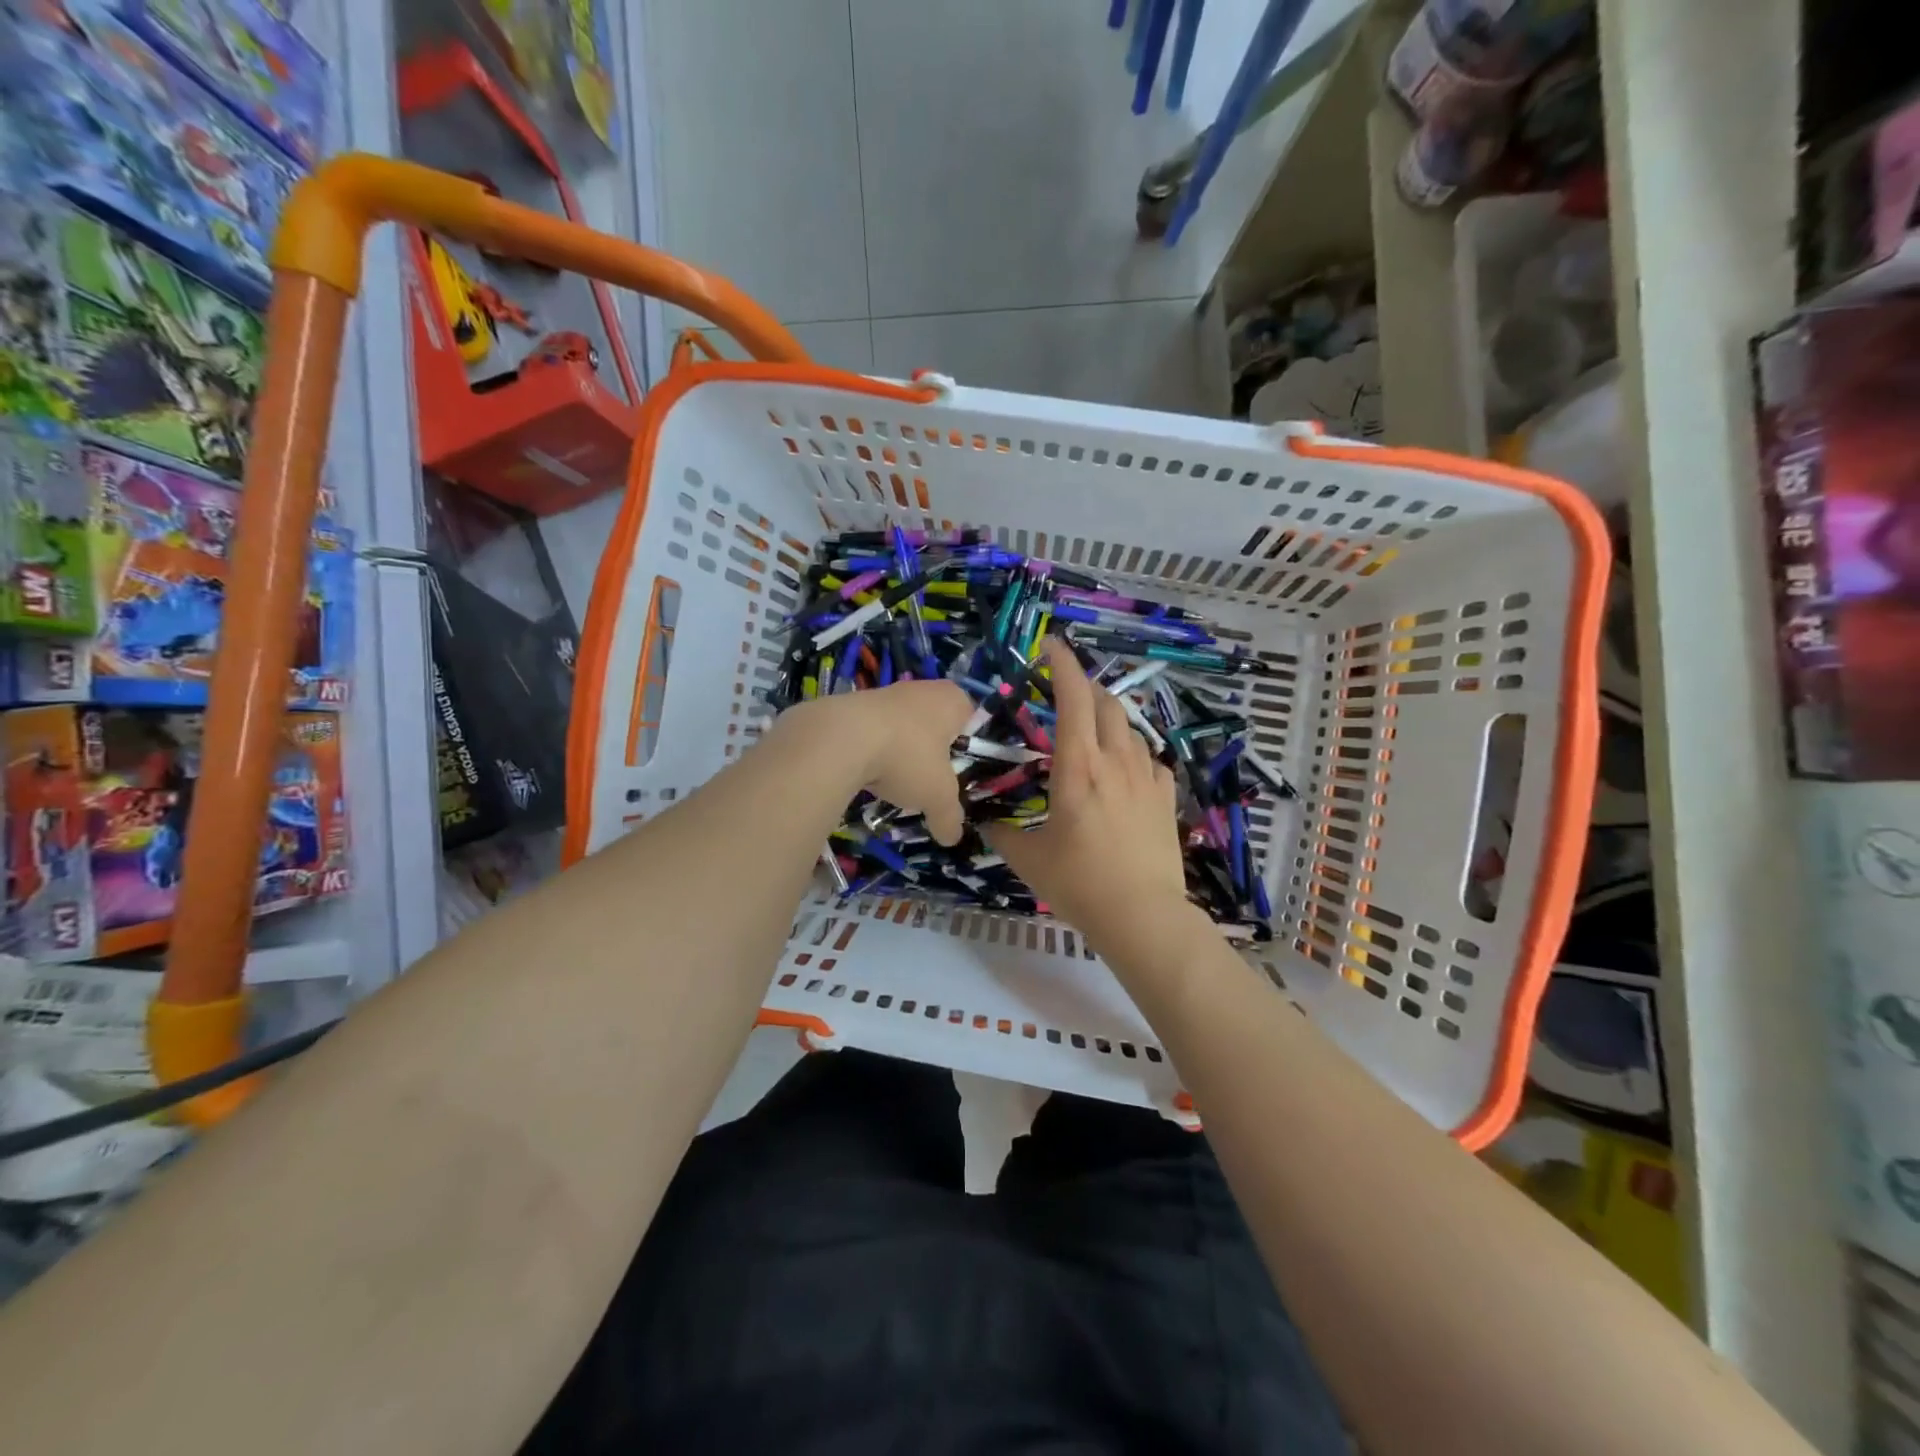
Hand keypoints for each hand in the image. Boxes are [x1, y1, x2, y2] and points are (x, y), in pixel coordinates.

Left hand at [778, 680, 972, 844]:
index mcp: (953, 700)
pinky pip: (872, 731)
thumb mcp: (937, 796)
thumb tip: (953, 838)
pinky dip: (871, 750)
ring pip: (902, 727)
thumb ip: (949, 817)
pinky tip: (866, 773)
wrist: (841, 739)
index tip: (957, 772)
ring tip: (894, 781)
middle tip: (928, 781)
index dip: (966, 747)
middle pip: (934, 724)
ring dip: (899, 752)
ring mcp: (885, 692)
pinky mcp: (853, 704)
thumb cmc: (907, 757)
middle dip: (930, 752)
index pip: (971, 720)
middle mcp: (922, 689)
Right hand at [985, 639, 1188, 952]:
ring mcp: (1146, 778)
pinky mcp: (1166, 798)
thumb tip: (982, 825)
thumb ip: (1002, 835)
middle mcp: (1116, 761)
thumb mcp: (1029, 860)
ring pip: (1131, 729)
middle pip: (1107, 704)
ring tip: (1094, 731)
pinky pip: (1151, 760)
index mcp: (1078, 767)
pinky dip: (1134, 753)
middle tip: (1067, 694)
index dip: (1063, 666)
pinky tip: (1126, 769)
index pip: (1073, 699)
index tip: (1051, 646)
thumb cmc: (1080, 884)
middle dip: (1086, 688)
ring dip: (1110, 719)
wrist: (1142, 915)